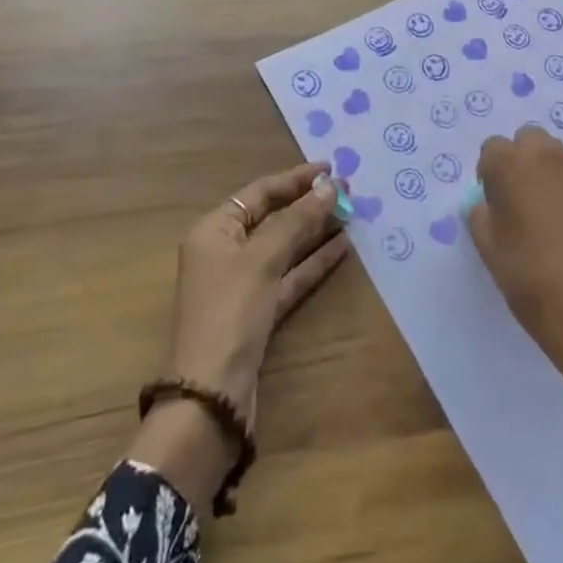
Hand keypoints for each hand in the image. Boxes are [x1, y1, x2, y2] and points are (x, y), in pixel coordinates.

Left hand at [131, 162, 348, 511]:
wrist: (212, 395)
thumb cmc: (230, 312)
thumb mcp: (262, 259)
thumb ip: (297, 220)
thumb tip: (330, 186)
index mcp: (214, 230)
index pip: (259, 192)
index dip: (295, 179)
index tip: (330, 168)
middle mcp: (226, 252)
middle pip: (272, 218)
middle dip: (308, 204)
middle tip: (347, 190)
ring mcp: (243, 284)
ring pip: (285, 247)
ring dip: (315, 231)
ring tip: (351, 213)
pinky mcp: (260, 312)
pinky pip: (290, 276)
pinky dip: (314, 262)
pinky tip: (342, 247)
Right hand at [467, 127, 562, 391]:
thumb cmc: (532, 280)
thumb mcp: (489, 250)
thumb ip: (482, 214)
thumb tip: (490, 204)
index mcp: (512, 165)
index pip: (492, 148)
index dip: (490, 174)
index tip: (494, 202)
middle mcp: (549, 156)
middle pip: (529, 140)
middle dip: (521, 161)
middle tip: (520, 201)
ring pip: (558, 156)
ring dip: (549, 173)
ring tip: (550, 215)